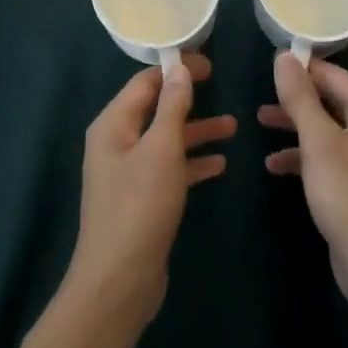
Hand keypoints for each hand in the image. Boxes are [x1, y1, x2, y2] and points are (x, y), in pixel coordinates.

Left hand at [67, 51, 235, 328]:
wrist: (119, 282)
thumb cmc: (139, 207)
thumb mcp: (161, 149)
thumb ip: (172, 107)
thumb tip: (179, 70)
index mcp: (113, 124)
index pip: (145, 82)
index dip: (176, 69)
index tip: (209, 65)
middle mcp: (117, 142)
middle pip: (156, 108)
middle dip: (189, 99)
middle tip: (221, 85)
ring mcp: (128, 172)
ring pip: (167, 139)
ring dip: (197, 131)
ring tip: (233, 127)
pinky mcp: (141, 198)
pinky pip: (169, 168)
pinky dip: (192, 162)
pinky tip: (220, 164)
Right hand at [259, 53, 347, 313]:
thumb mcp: (319, 142)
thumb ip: (300, 98)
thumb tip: (284, 57)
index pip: (334, 75)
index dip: (302, 68)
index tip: (269, 64)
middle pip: (330, 100)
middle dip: (295, 99)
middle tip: (259, 94)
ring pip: (325, 129)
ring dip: (294, 126)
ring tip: (258, 122)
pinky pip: (327, 157)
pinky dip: (302, 156)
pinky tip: (273, 165)